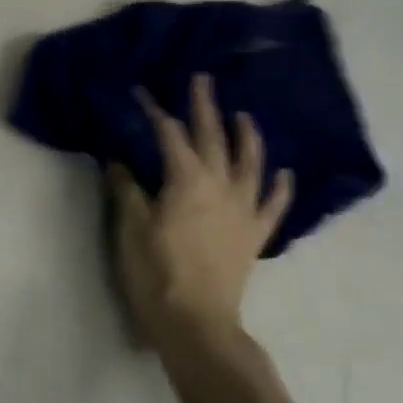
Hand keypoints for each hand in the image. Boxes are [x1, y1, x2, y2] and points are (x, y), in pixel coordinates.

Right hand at [110, 74, 294, 341]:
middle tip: (202, 80)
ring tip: (244, 115)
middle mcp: (220, 185)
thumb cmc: (156, 274)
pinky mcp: (255, 235)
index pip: (169, 135)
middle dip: (205, 107)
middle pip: (213, 138)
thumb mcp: (131, 229)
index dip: (154, 111)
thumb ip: (127, 189)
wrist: (196, 322)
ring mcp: (243, 209)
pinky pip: (273, 204)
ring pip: (250, 163)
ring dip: (247, 136)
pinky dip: (281, 186)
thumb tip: (118, 159)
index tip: (142, 92)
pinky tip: (284, 173)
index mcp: (186, 180)